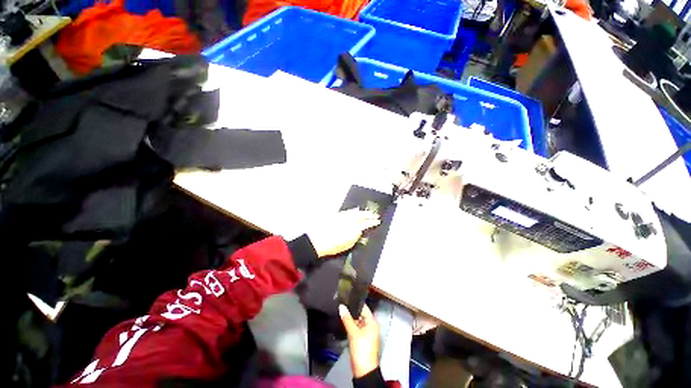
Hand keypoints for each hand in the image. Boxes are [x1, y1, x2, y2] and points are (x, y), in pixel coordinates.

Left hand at [306, 209, 379, 257]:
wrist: (317, 240)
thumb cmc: (333, 245)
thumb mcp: (348, 244)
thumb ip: (356, 236)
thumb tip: (360, 231)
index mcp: (354, 228)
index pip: (366, 223)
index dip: (373, 222)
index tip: (378, 221)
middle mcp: (350, 219)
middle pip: (362, 215)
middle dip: (369, 214)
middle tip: (375, 214)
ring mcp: (343, 216)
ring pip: (356, 212)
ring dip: (363, 212)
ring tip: (368, 212)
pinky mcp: (337, 215)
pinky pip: (348, 211)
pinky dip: (354, 211)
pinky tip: (355, 210)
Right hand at [339, 304, 378, 377]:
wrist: (363, 370)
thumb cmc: (361, 349)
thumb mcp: (353, 333)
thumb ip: (347, 319)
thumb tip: (341, 306)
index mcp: (372, 322)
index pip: (364, 307)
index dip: (355, 302)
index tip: (346, 296)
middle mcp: (370, 325)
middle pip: (360, 314)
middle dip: (351, 310)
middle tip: (341, 303)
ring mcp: (366, 332)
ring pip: (357, 321)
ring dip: (350, 318)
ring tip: (340, 310)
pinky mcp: (361, 338)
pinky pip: (356, 328)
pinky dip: (350, 325)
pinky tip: (343, 321)